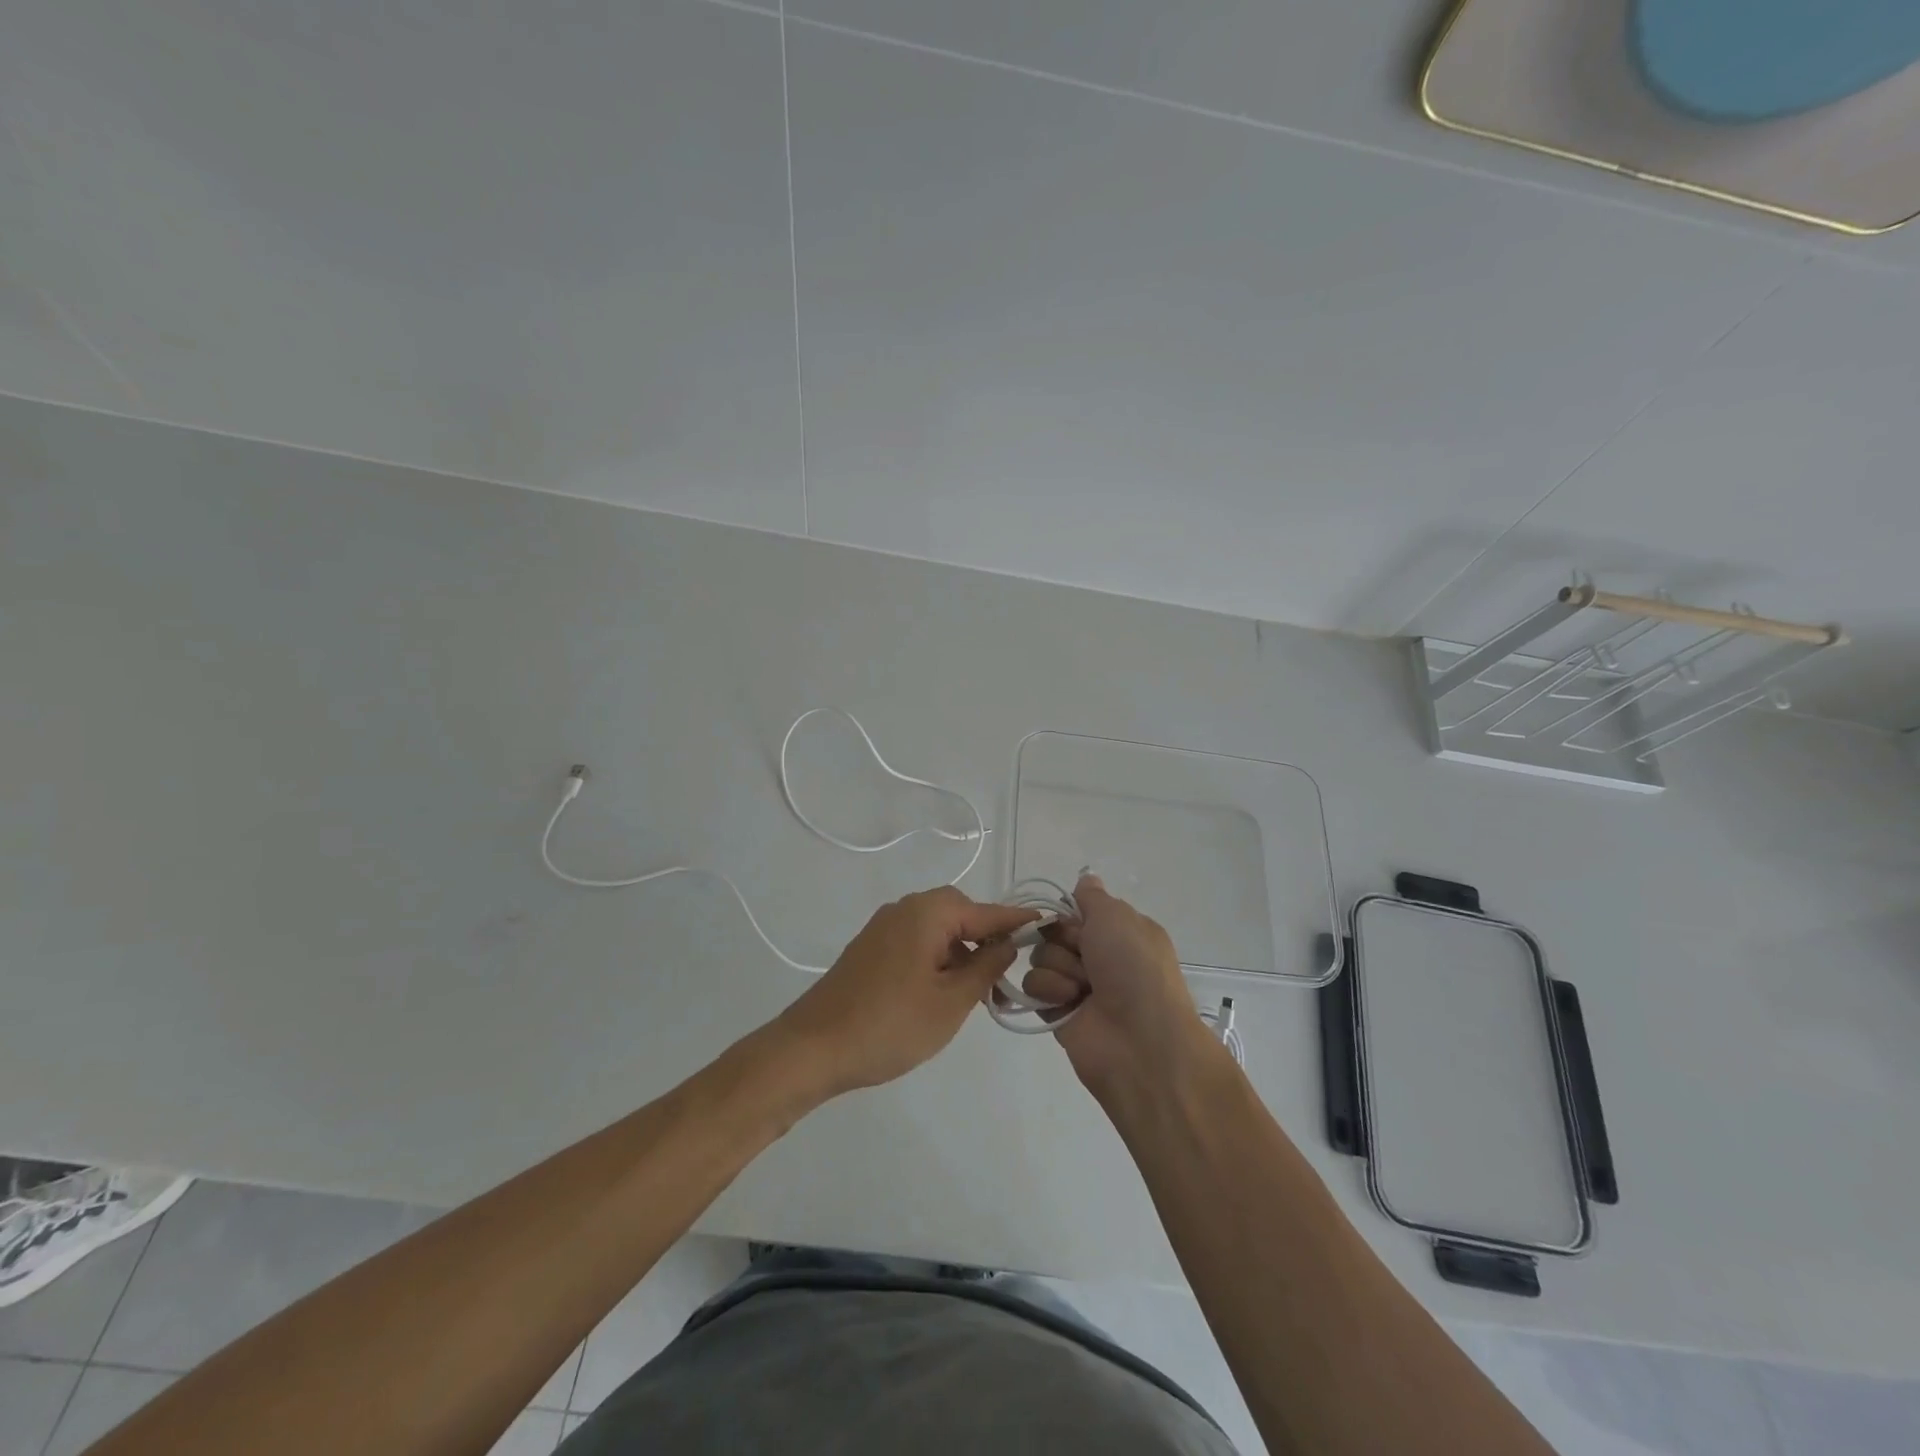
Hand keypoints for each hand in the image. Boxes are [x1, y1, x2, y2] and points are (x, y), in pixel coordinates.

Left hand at [774, 887, 1038, 1095]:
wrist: (812, 1048)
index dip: (1016, 921)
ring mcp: (882, 928)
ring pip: (936, 929)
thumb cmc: (890, 1025)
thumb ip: (985, 967)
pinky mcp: (869, 949)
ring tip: (976, 991)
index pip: (985, 911)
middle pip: (959, 912)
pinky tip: (941, 991)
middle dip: (985, 938)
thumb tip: (1007, 943)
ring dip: (960, 951)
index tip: (1046, 924)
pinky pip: (915, 941)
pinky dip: (936, 958)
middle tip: (1004, 975)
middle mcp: (904, 909)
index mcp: (927, 913)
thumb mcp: (951, 1002)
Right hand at [1023, 874, 1226, 1099]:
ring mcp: (1078, 985)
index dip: (1073, 915)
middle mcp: (1100, 957)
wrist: (1140, 1041)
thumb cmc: (1134, 969)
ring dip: (1059, 968)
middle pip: (1055, 932)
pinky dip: (1049, 991)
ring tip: (1081, 989)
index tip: (1080, 924)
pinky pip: (1033, 986)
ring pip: (1041, 957)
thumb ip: (1092, 897)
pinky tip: (1068, 1003)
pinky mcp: (1058, 1012)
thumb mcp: (1117, 917)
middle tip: (1085, 957)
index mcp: (1121, 932)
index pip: (1079, 910)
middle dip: (1065, 941)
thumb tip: (1085, 879)